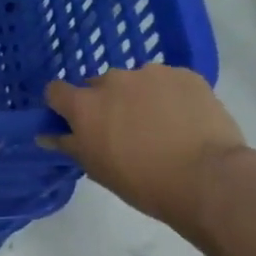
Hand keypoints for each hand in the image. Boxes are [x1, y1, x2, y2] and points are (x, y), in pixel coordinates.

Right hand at [39, 68, 245, 230]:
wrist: (208, 179)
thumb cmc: (143, 181)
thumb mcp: (97, 169)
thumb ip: (69, 145)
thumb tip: (47, 136)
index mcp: (85, 105)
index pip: (56, 91)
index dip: (63, 106)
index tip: (74, 122)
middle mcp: (112, 80)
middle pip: (98, 85)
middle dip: (105, 102)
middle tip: (123, 130)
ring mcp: (151, 73)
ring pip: (135, 81)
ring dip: (138, 96)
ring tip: (159, 125)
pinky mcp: (185, 74)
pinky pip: (168, 81)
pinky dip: (169, 95)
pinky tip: (183, 119)